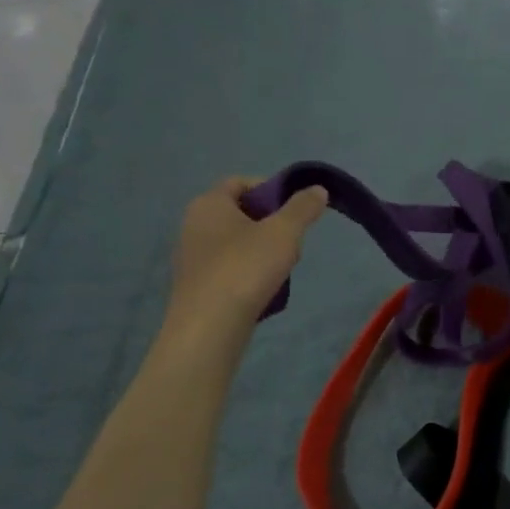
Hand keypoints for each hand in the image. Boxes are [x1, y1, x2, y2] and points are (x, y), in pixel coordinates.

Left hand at [163, 177, 328, 338]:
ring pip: (238, 241)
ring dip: (263, 249)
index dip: (271, 189)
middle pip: (241, 212)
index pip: (241, 182)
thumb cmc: (245, 268)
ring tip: (282, 268)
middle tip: (292, 240)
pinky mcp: (196, 284)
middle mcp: (193, 225)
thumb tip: (317, 189)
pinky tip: (264, 288)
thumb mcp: (284, 232)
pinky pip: (229, 266)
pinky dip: (249, 271)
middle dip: (272, 223)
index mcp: (209, 204)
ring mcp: (192, 257)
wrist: (209, 327)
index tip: (295, 209)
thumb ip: (303, 207)